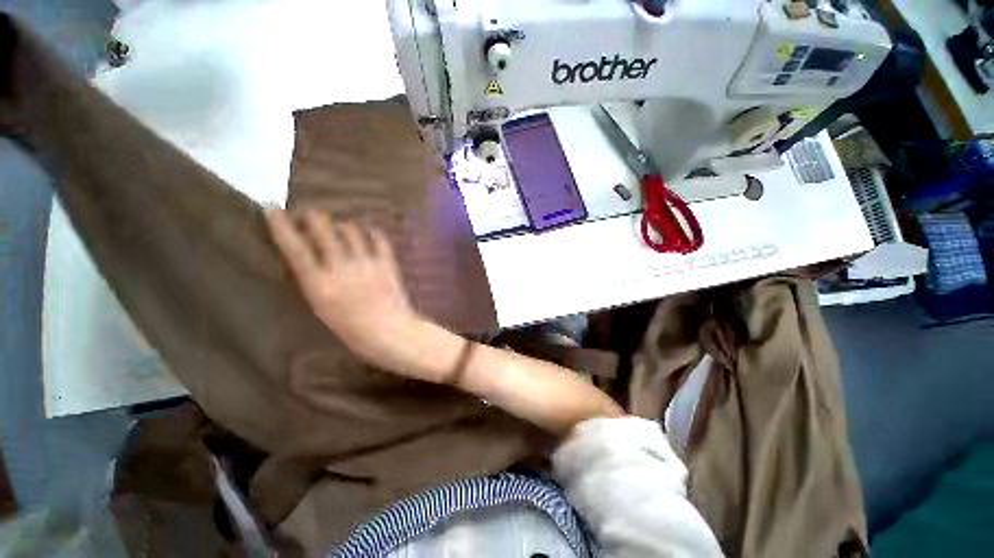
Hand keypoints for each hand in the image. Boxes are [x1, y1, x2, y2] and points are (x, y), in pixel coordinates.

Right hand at [266, 209, 427, 372]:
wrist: (390, 332)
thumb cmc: (352, 329)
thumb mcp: (322, 308)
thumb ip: (314, 282)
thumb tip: (308, 257)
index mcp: (319, 285)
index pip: (294, 248)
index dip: (281, 226)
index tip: (273, 209)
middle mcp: (341, 268)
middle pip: (323, 229)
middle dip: (314, 217)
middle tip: (313, 218)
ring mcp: (366, 263)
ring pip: (351, 229)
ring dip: (343, 226)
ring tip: (342, 230)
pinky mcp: (387, 262)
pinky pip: (379, 238)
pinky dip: (372, 233)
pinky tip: (369, 235)